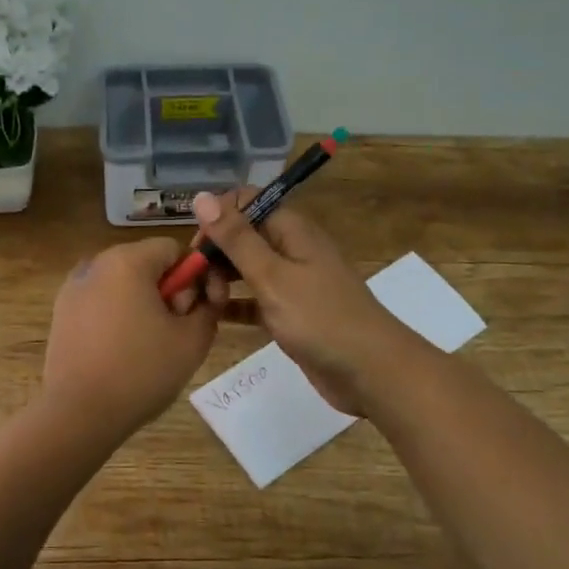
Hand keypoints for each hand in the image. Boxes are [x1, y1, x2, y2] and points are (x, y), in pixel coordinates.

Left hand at [41, 238, 226, 438]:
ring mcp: (73, 287)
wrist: (79, 413)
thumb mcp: (193, 340)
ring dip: (142, 304)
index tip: (194, 311)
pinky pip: (100, 301)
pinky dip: (116, 315)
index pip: (173, 248)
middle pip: (146, 263)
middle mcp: (96, 263)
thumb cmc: (141, 371)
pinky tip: (120, 351)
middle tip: (173, 332)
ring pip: (122, 283)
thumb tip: (205, 293)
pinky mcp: (61, 311)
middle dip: (167, 291)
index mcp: (127, 260)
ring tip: (147, 346)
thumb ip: (209, 306)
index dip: (193, 276)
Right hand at [190, 189, 414, 414]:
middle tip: (196, 284)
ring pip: (245, 269)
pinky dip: (234, 304)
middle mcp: (291, 249)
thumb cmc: (321, 318)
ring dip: (220, 279)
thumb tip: (202, 196)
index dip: (217, 219)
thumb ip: (236, 238)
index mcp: (291, 230)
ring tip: (203, 303)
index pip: (245, 203)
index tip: (196, 249)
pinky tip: (212, 318)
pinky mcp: (289, 312)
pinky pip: (253, 299)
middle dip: (214, 254)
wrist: (372, 372)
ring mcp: (291, 282)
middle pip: (241, 236)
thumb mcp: (272, 276)